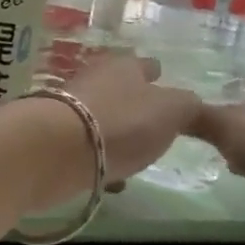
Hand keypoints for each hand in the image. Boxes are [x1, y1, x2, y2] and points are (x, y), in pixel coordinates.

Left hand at [63, 52, 203, 186]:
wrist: (56, 149)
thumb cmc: (123, 122)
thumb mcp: (173, 111)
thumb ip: (188, 108)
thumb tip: (190, 106)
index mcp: (123, 66)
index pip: (145, 65)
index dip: (156, 73)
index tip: (161, 78)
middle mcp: (94, 81)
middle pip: (119, 92)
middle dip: (134, 107)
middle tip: (151, 126)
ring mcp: (70, 110)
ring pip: (101, 120)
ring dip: (116, 137)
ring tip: (133, 157)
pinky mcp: (54, 140)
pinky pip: (86, 149)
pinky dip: (99, 161)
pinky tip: (111, 180)